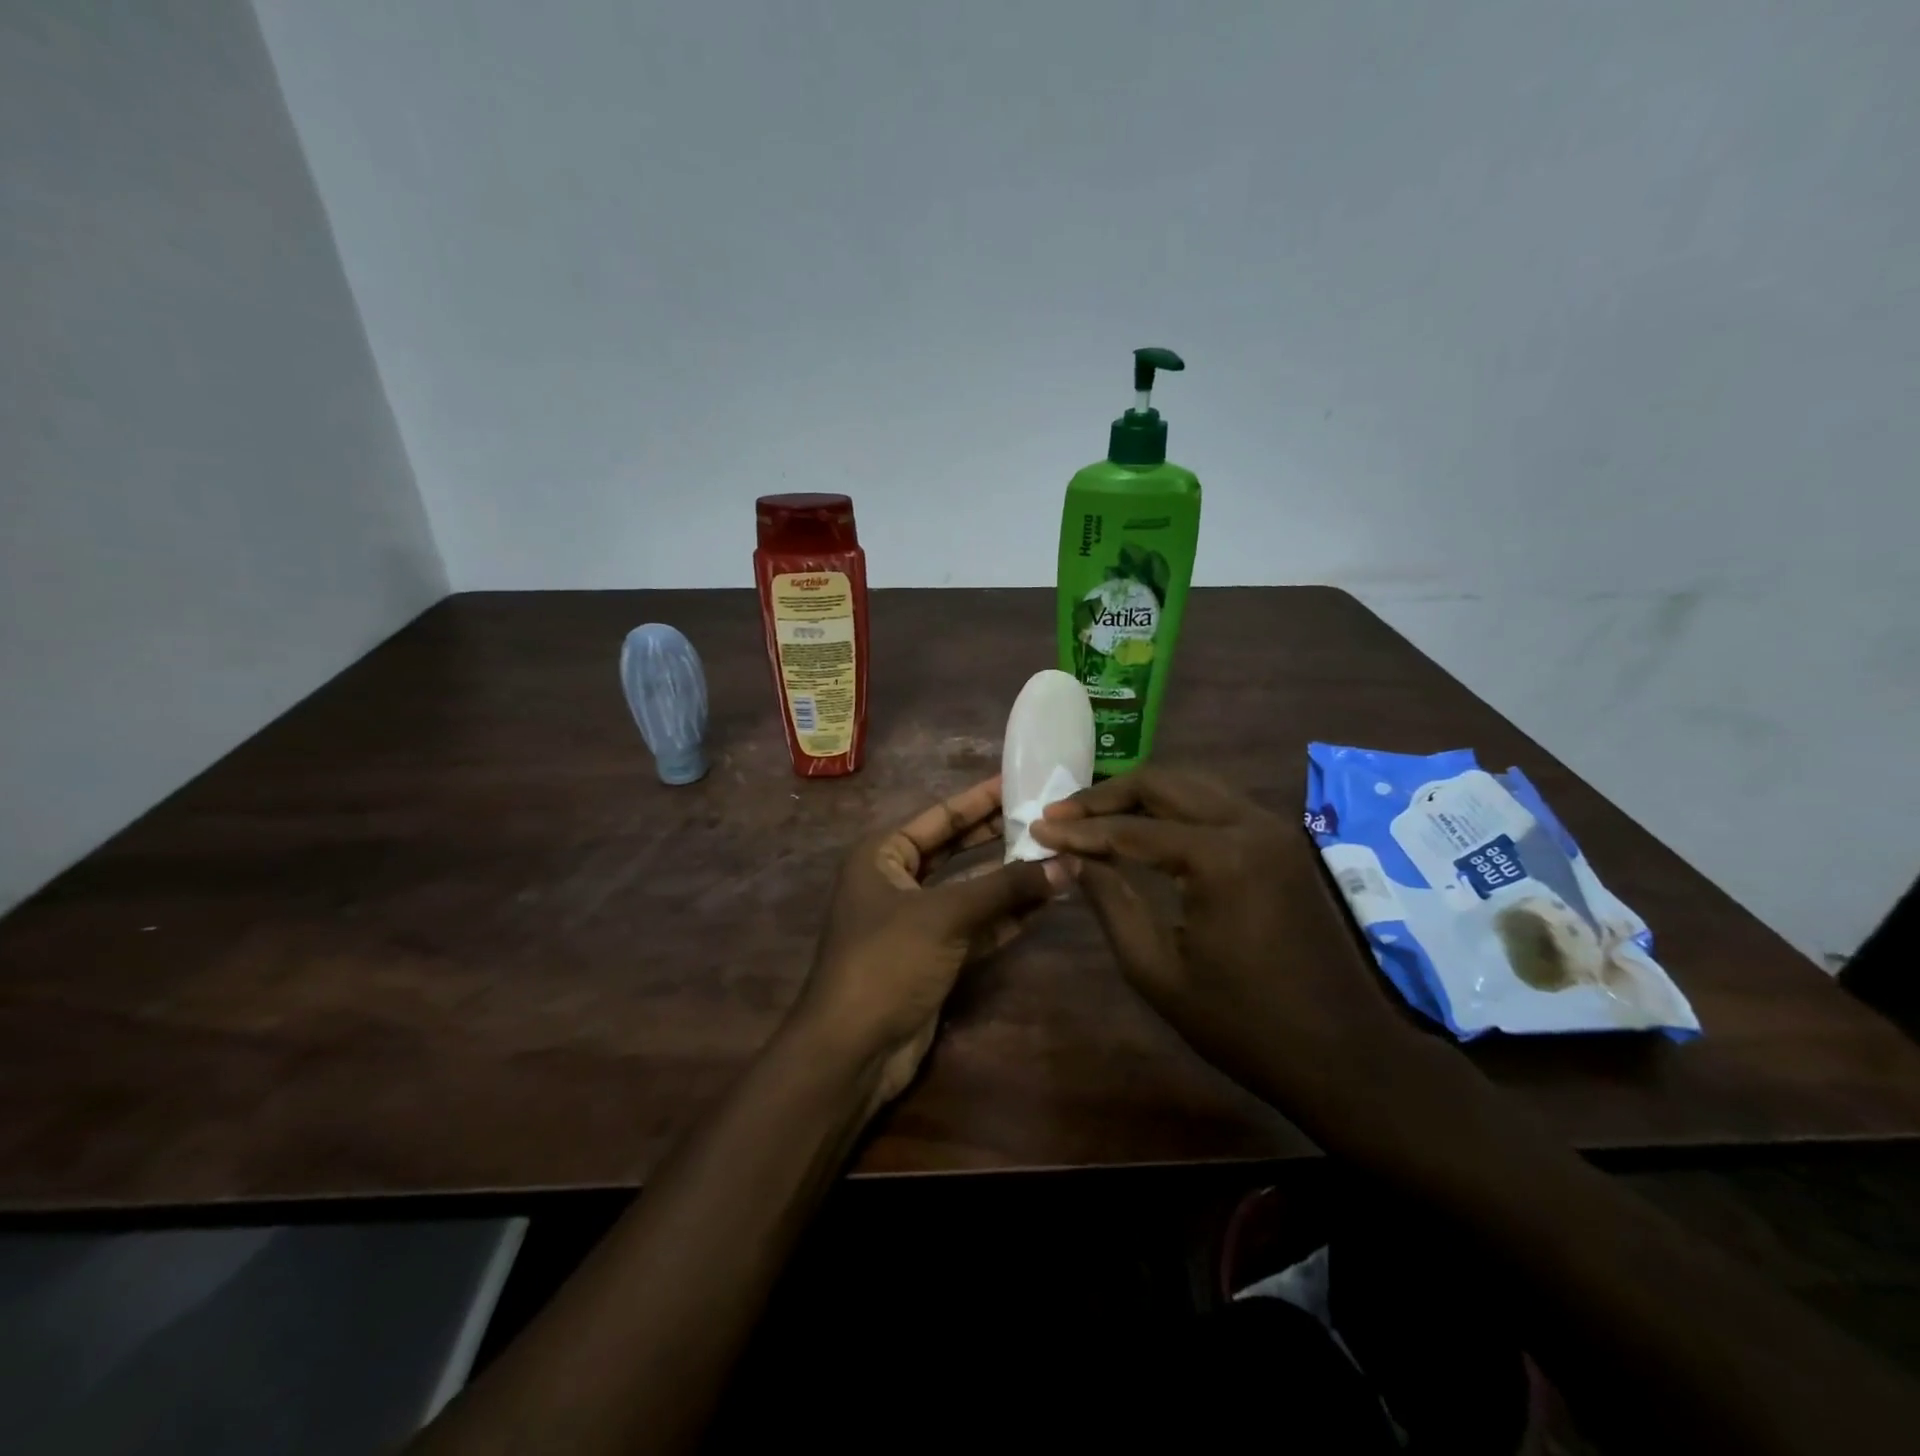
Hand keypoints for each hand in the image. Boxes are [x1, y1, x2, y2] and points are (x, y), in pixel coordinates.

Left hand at [794, 777, 1070, 1113]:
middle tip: (1046, 817)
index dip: (980, 799)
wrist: (853, 1050)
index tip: (1020, 781)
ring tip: (1057, 858)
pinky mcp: (933, 956)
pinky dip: (1006, 916)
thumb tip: (1064, 864)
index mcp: (883, 855)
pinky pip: (975, 926)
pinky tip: (1044, 903)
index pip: (941, 816)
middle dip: (1000, 837)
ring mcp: (916, 921)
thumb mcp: (945, 915)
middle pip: (957, 850)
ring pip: (970, 890)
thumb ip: (1004, 888)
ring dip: (1010, 879)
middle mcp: (897, 880)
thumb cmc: (887, 962)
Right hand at [1031, 767, 1410, 1105]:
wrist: (1343, 1054)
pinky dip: (1176, 807)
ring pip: (1193, 784)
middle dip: (1107, 796)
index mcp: (1220, 858)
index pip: (1132, 829)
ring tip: (1095, 816)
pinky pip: (1218, 803)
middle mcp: (1250, 824)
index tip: (1036, 828)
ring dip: (1141, 795)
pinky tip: (1146, 827)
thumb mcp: (1157, 970)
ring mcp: (1273, 828)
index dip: (1079, 829)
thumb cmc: (1242, 1024)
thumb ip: (1110, 902)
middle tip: (1062, 815)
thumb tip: (1071, 857)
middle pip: (1164, 783)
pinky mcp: (1283, 841)